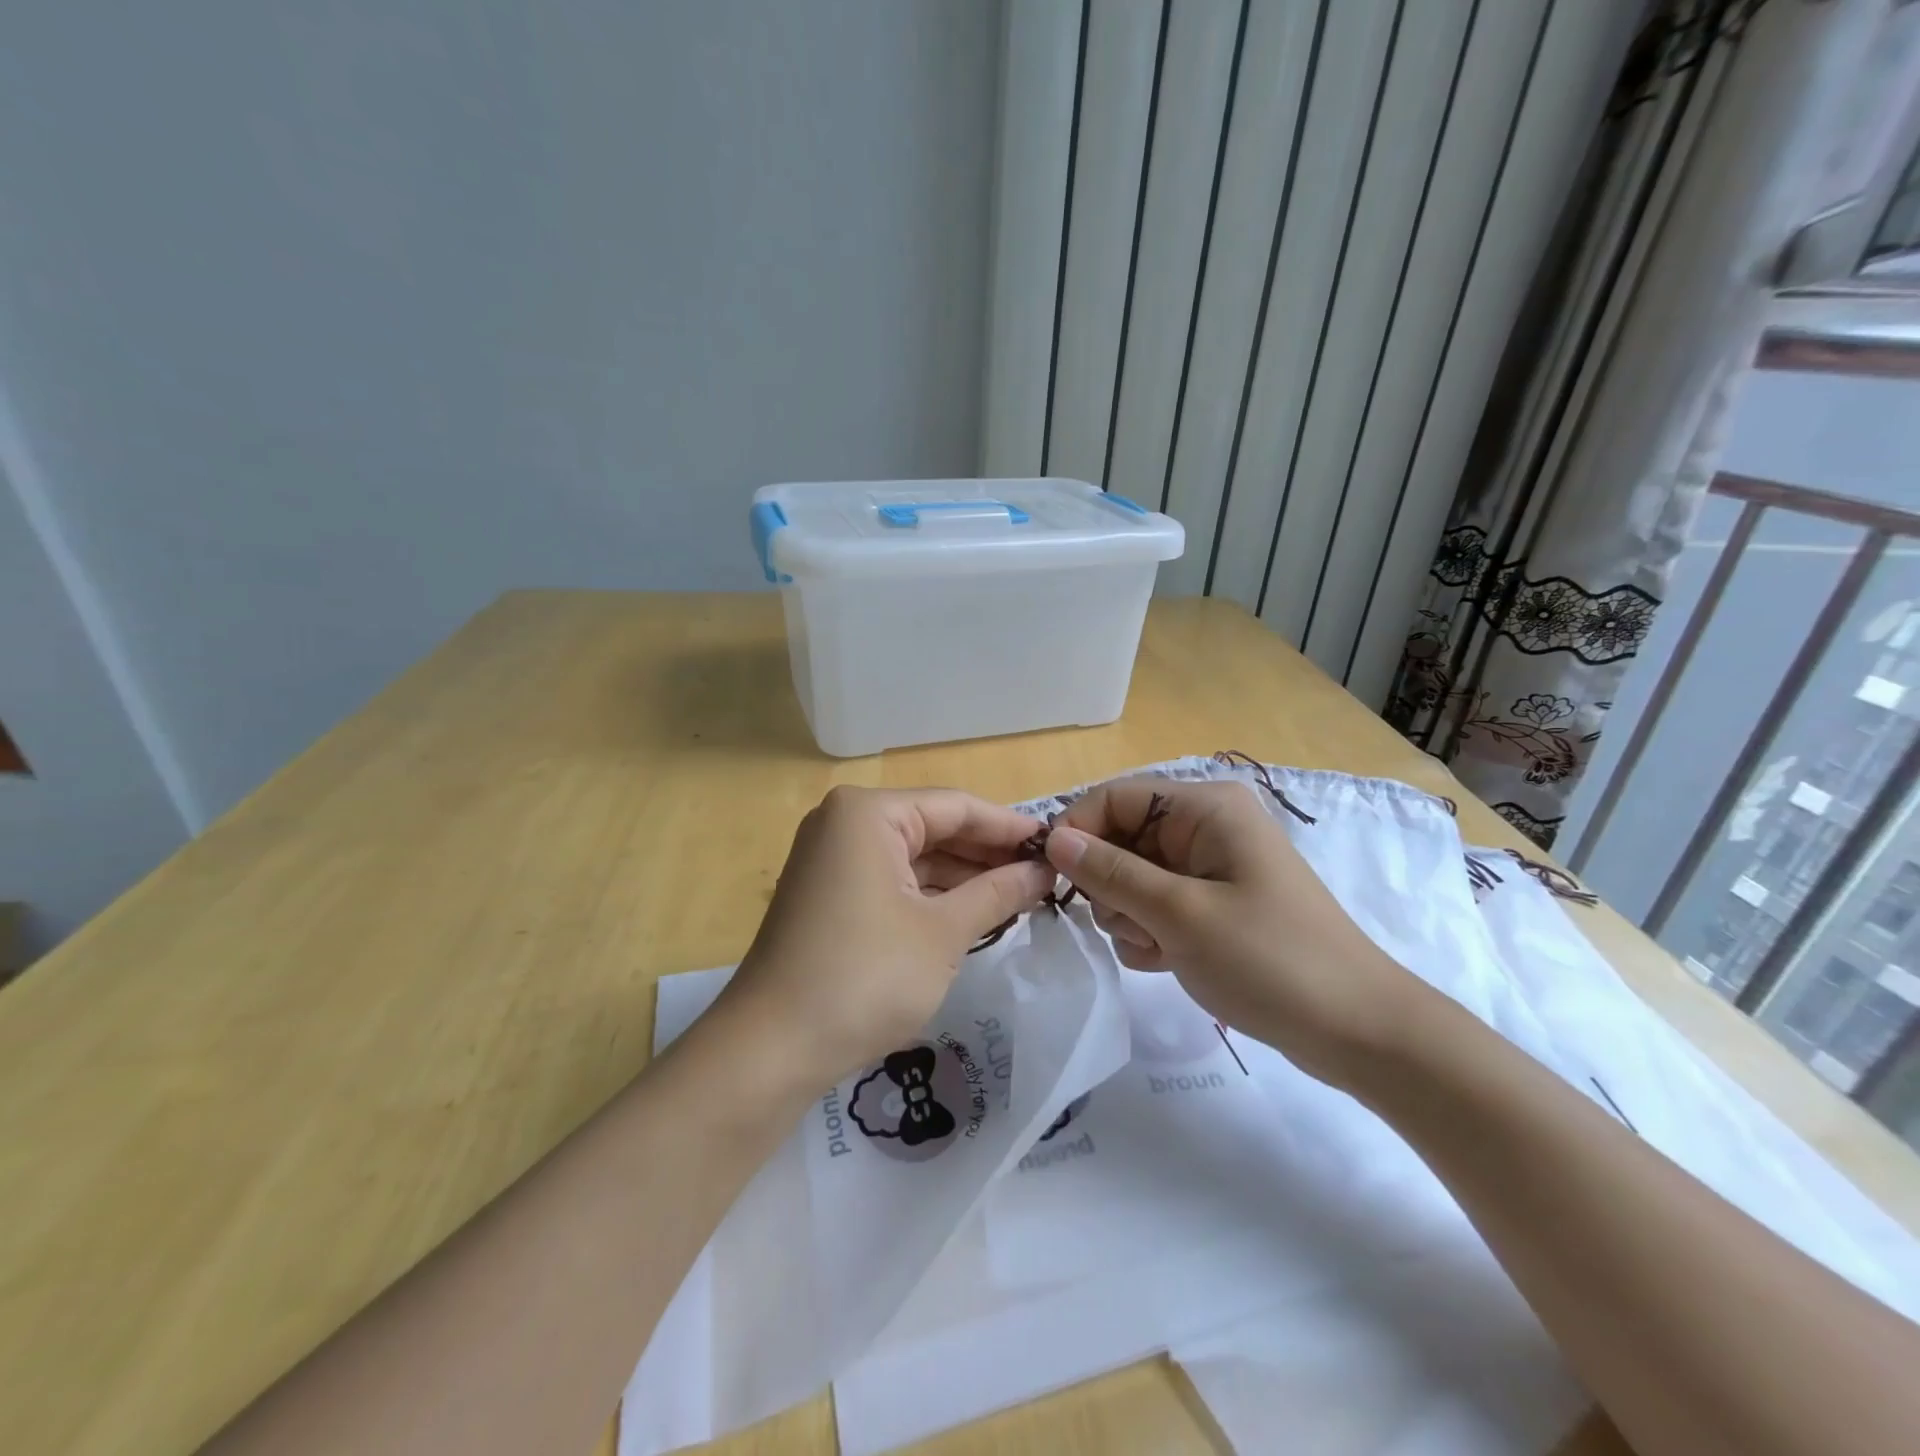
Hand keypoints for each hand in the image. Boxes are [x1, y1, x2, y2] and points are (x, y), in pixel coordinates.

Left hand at [713, 786, 1052, 1097]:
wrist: (771, 1050)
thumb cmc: (865, 977)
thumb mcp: (943, 933)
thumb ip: (998, 893)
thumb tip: (1043, 872)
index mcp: (868, 813)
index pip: (956, 806)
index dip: (1010, 827)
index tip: (1057, 846)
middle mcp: (845, 824)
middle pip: (933, 828)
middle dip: (988, 854)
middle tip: (1045, 876)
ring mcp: (833, 860)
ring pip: (915, 857)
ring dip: (964, 877)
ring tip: (1022, 896)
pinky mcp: (829, 896)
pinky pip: (893, 881)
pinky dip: (932, 896)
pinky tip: (975, 912)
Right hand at [1044, 778, 1419, 1085]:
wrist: (1358, 1032)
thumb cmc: (1271, 960)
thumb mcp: (1180, 914)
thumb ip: (1111, 873)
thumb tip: (1054, 839)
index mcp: (1205, 808)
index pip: (1115, 798)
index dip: (1078, 832)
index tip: (1053, 880)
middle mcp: (1206, 827)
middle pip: (1121, 839)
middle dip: (1112, 886)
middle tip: (1132, 926)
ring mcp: (1210, 867)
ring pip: (1132, 877)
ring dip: (1129, 915)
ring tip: (1158, 949)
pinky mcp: (1213, 904)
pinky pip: (1155, 904)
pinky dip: (1149, 932)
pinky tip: (1168, 960)